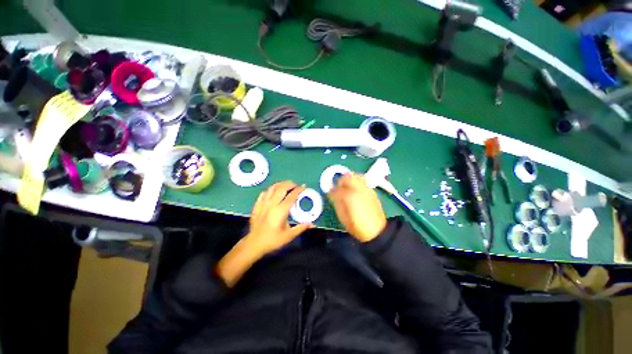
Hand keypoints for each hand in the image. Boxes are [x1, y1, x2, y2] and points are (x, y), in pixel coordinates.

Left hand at [245, 181, 311, 255]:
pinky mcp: (257, 205)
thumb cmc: (272, 240)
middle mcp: (272, 204)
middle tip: (296, 185)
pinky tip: (274, 191)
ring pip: (272, 188)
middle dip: (290, 184)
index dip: (298, 190)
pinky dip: (270, 190)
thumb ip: (301, 228)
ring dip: (280, 184)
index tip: (303, 187)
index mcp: (280, 211)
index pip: (291, 196)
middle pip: (281, 188)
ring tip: (286, 185)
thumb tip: (312, 224)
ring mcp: (263, 204)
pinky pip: (264, 193)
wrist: (254, 244)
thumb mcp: (289, 236)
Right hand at [328, 172, 386, 242]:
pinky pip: (363, 182)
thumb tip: (332, 194)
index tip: (331, 194)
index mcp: (350, 196)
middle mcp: (359, 189)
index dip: (332, 191)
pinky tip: (355, 192)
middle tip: (338, 188)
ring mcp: (367, 189)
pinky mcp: (372, 192)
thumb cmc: (357, 227)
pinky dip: (356, 183)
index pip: (337, 188)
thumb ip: (336, 202)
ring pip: (356, 176)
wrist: (377, 232)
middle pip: (347, 177)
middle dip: (340, 181)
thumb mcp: (343, 217)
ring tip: (347, 188)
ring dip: (349, 180)